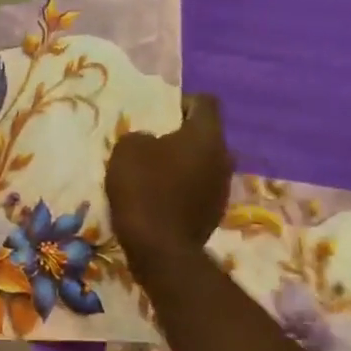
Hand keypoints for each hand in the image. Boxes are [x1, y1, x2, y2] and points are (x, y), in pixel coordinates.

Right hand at [106, 93, 234, 281]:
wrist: (160, 248)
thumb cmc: (144, 190)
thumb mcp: (126, 151)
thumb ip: (140, 136)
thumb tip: (150, 142)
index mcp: (206, 135)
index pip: (205, 102)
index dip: (182, 102)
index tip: (158, 114)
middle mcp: (223, 157)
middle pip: (205, 136)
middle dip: (181, 137)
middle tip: (153, 146)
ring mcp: (223, 188)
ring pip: (203, 164)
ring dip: (183, 166)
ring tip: (154, 176)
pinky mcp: (215, 213)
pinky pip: (199, 190)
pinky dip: (183, 190)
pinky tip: (160, 201)